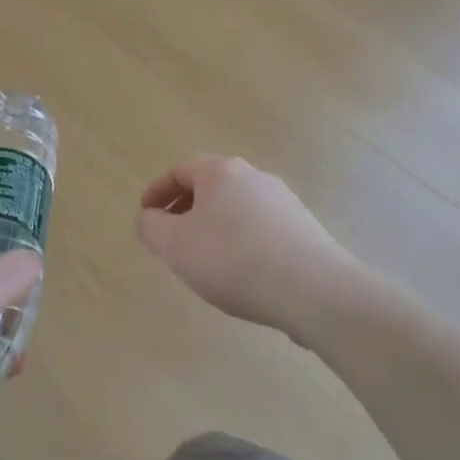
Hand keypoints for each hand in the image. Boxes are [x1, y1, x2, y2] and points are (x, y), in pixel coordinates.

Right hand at [137, 156, 358, 331]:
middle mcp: (255, 177)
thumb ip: (151, 227)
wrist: (314, 290)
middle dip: (186, 208)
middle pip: (211, 186)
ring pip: (236, 207)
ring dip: (213, 226)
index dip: (158, 190)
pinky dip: (240, 241)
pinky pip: (260, 227)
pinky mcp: (304, 229)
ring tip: (204, 259)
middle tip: (171, 237)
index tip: (146, 215)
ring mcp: (284, 201)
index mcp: (221, 172)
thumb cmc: (233, 260)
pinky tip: (240, 272)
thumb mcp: (175, 246)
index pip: (181, 169)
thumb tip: (149, 217)